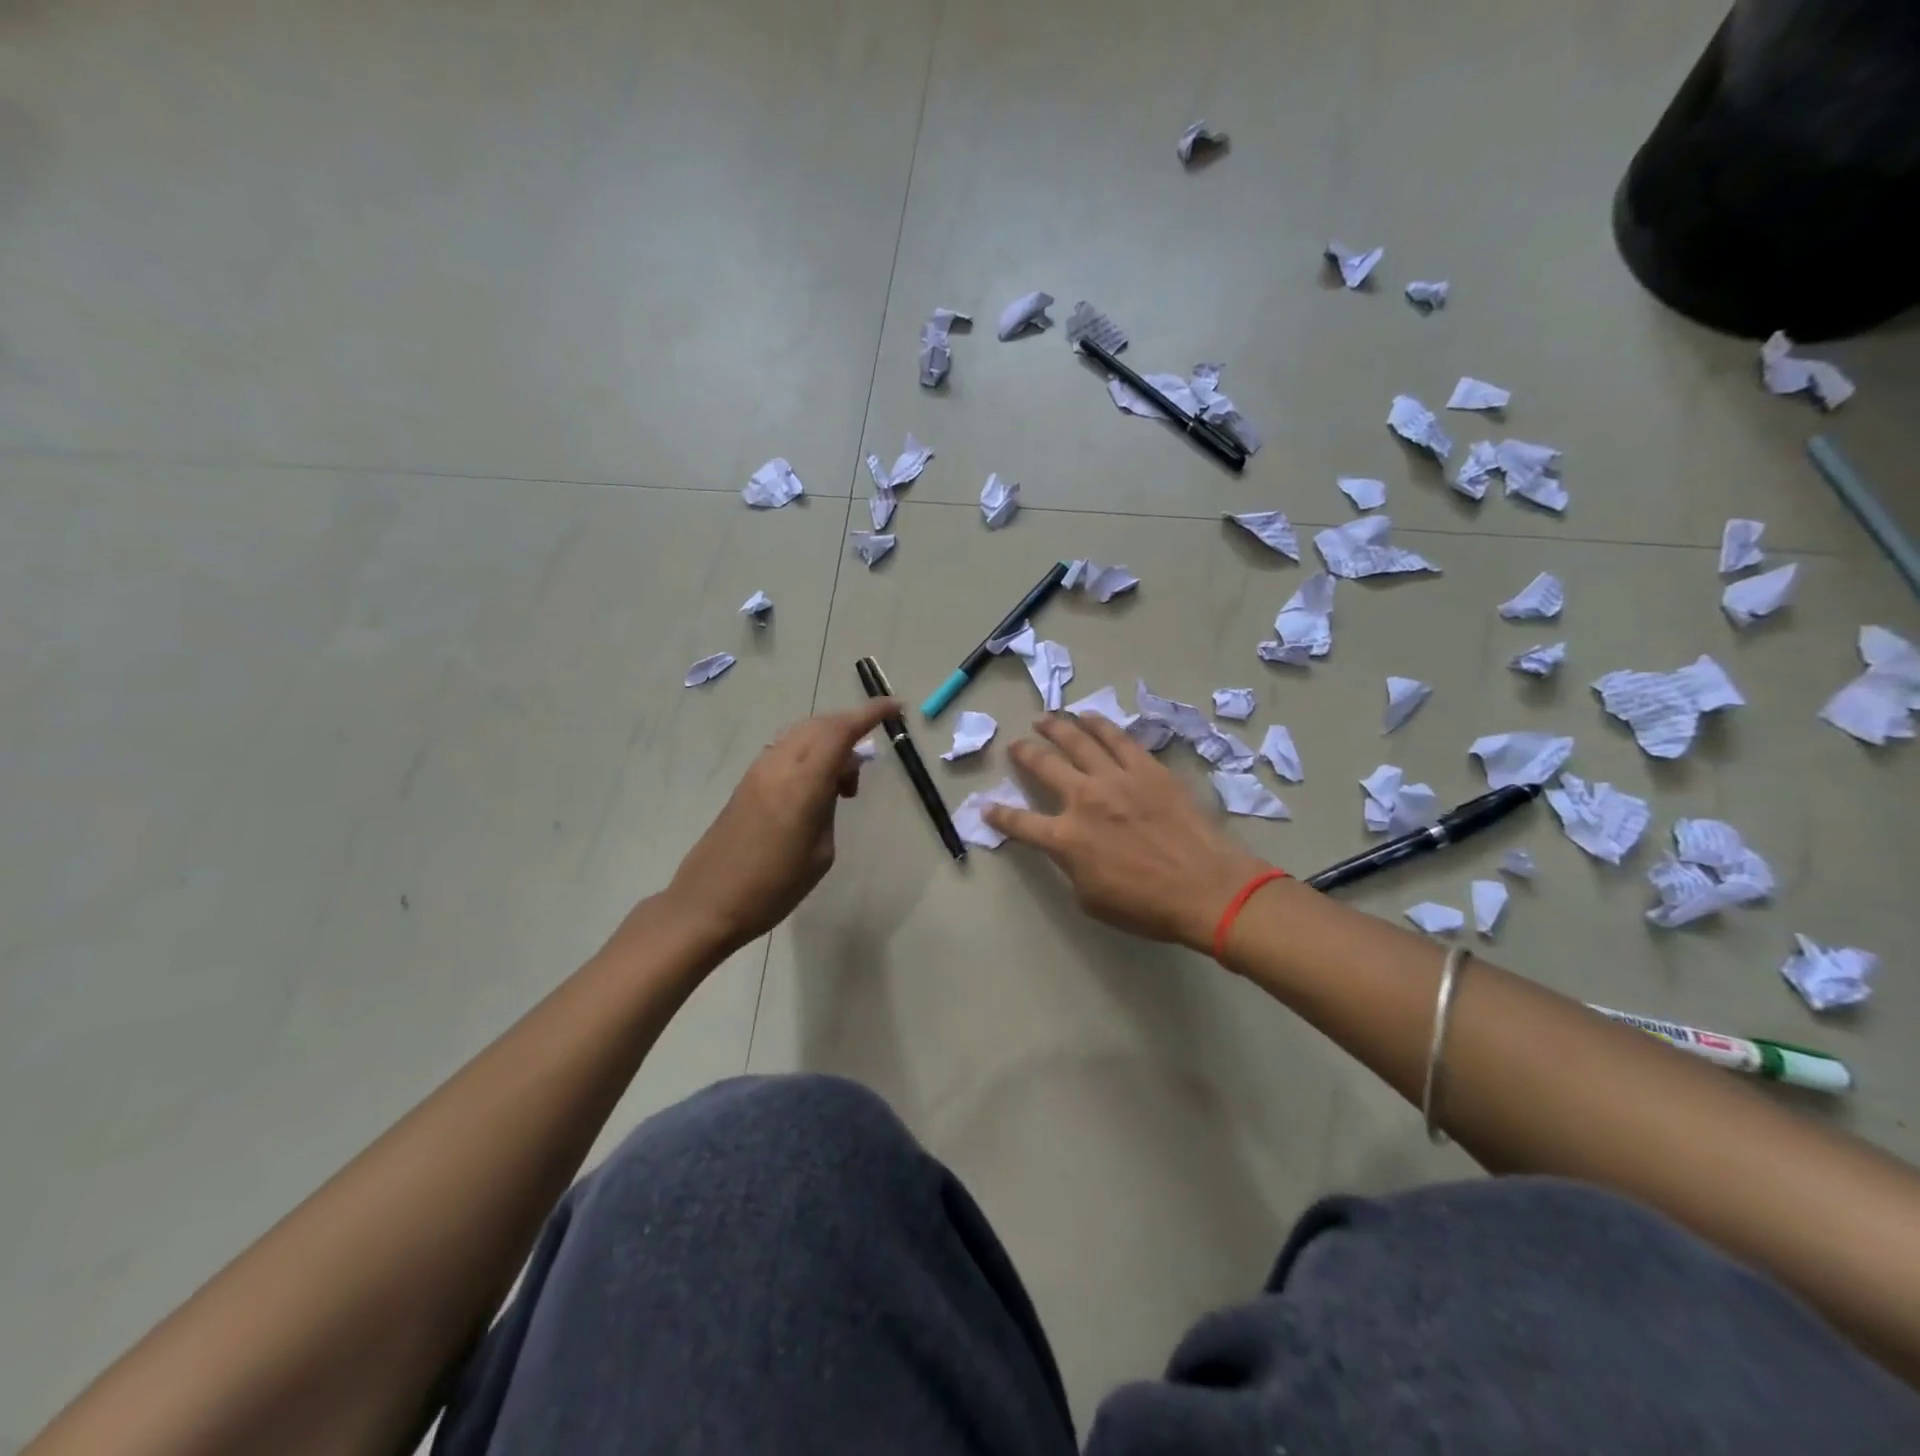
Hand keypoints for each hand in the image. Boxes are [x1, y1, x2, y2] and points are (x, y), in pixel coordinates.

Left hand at [655, 699, 899, 957]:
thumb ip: (829, 808)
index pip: (840, 731)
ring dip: (828, 743)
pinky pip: (786, 750)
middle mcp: (778, 765)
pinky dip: (809, 754)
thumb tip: (831, 785)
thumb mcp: (820, 853)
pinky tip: (815, 788)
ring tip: (841, 785)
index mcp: (802, 783)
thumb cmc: (773, 888)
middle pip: (821, 725)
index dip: (870, 713)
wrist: (706, 904)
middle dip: (851, 728)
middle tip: (866, 763)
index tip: (896, 708)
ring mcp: (758, 771)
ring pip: (801, 735)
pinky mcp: (746, 783)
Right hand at [985, 713, 1273, 951]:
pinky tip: (1089, 718)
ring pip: (1078, 741)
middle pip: (1044, 766)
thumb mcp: (1091, 899)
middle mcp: (1083, 800)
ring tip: (1044, 718)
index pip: (1020, 823)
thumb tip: (1068, 849)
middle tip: (1016, 745)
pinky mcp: (1147, 769)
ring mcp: (1116, 779)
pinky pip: (1117, 739)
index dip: (999, 815)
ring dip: (1057, 727)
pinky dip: (1100, 725)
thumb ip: (1071, 867)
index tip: (987, 806)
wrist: (1206, 888)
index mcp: (1065, 839)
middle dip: (1024, 753)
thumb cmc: (1147, 906)